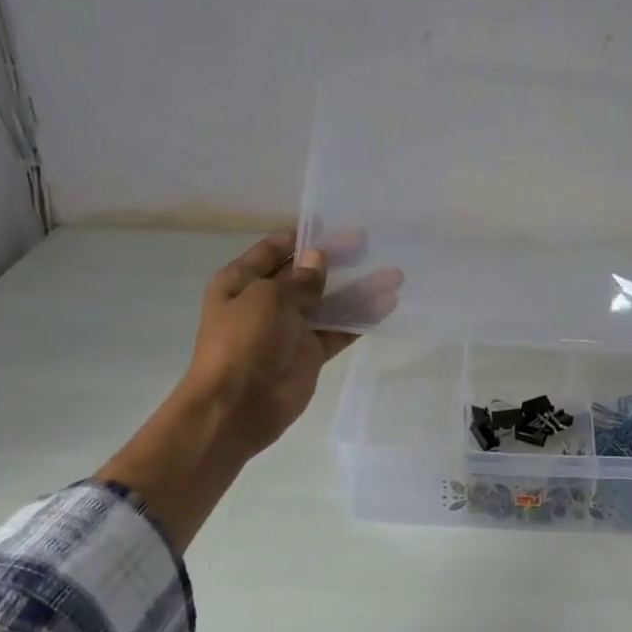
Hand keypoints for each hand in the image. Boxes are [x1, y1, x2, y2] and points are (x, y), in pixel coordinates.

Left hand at [179, 227, 402, 457]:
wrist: (237, 406)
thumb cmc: (244, 341)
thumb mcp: (268, 298)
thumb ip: (300, 279)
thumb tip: (319, 258)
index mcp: (242, 281)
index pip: (275, 250)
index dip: (303, 237)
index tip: (335, 225)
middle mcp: (265, 301)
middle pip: (306, 274)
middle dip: (336, 259)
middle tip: (369, 244)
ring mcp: (289, 329)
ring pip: (328, 302)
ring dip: (358, 289)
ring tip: (394, 275)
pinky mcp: (309, 354)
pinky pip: (338, 330)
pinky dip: (360, 319)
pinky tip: (387, 305)